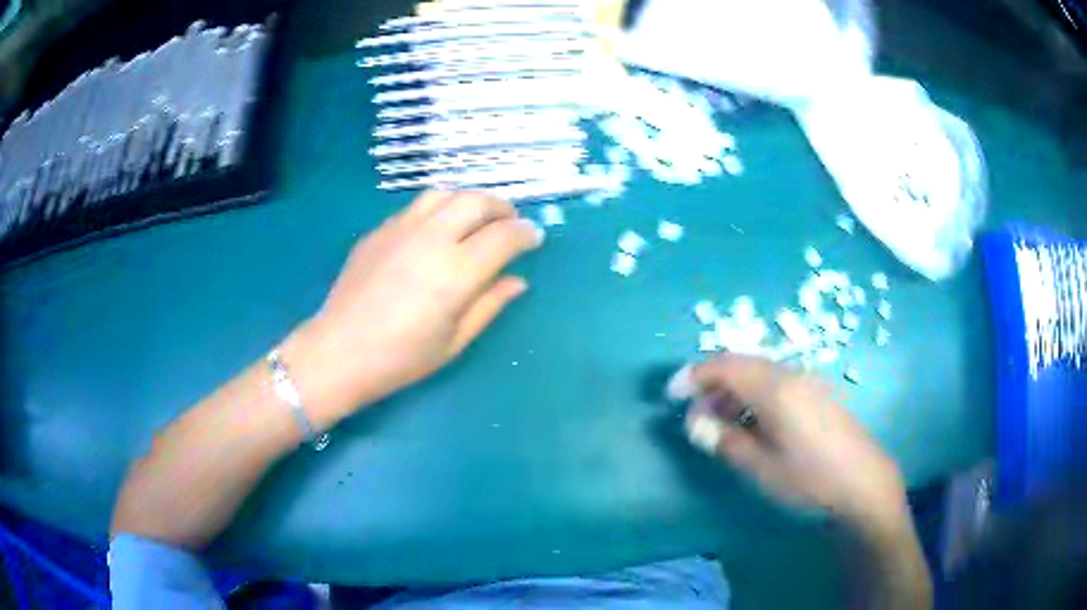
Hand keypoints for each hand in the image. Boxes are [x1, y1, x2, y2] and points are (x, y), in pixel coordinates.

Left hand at [282, 191, 543, 428]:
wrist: (340, 351)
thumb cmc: (401, 357)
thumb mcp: (454, 340)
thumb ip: (489, 304)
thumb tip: (518, 281)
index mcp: (456, 272)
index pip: (504, 236)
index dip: (526, 233)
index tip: (534, 237)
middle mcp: (431, 238)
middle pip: (477, 201)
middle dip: (502, 207)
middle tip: (510, 222)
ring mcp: (401, 229)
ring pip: (445, 193)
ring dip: (469, 200)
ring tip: (475, 219)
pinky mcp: (379, 230)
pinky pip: (416, 207)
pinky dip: (438, 210)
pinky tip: (436, 230)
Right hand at [668, 355, 906, 530]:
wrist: (863, 483)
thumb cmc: (809, 478)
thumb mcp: (760, 466)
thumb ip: (724, 440)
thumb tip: (693, 422)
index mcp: (775, 388)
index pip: (724, 366)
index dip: (693, 376)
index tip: (670, 395)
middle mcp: (790, 374)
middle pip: (742, 364)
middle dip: (711, 383)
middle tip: (693, 414)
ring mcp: (807, 382)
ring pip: (760, 373)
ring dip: (733, 390)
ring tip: (718, 422)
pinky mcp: (817, 394)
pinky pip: (776, 382)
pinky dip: (754, 395)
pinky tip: (752, 422)